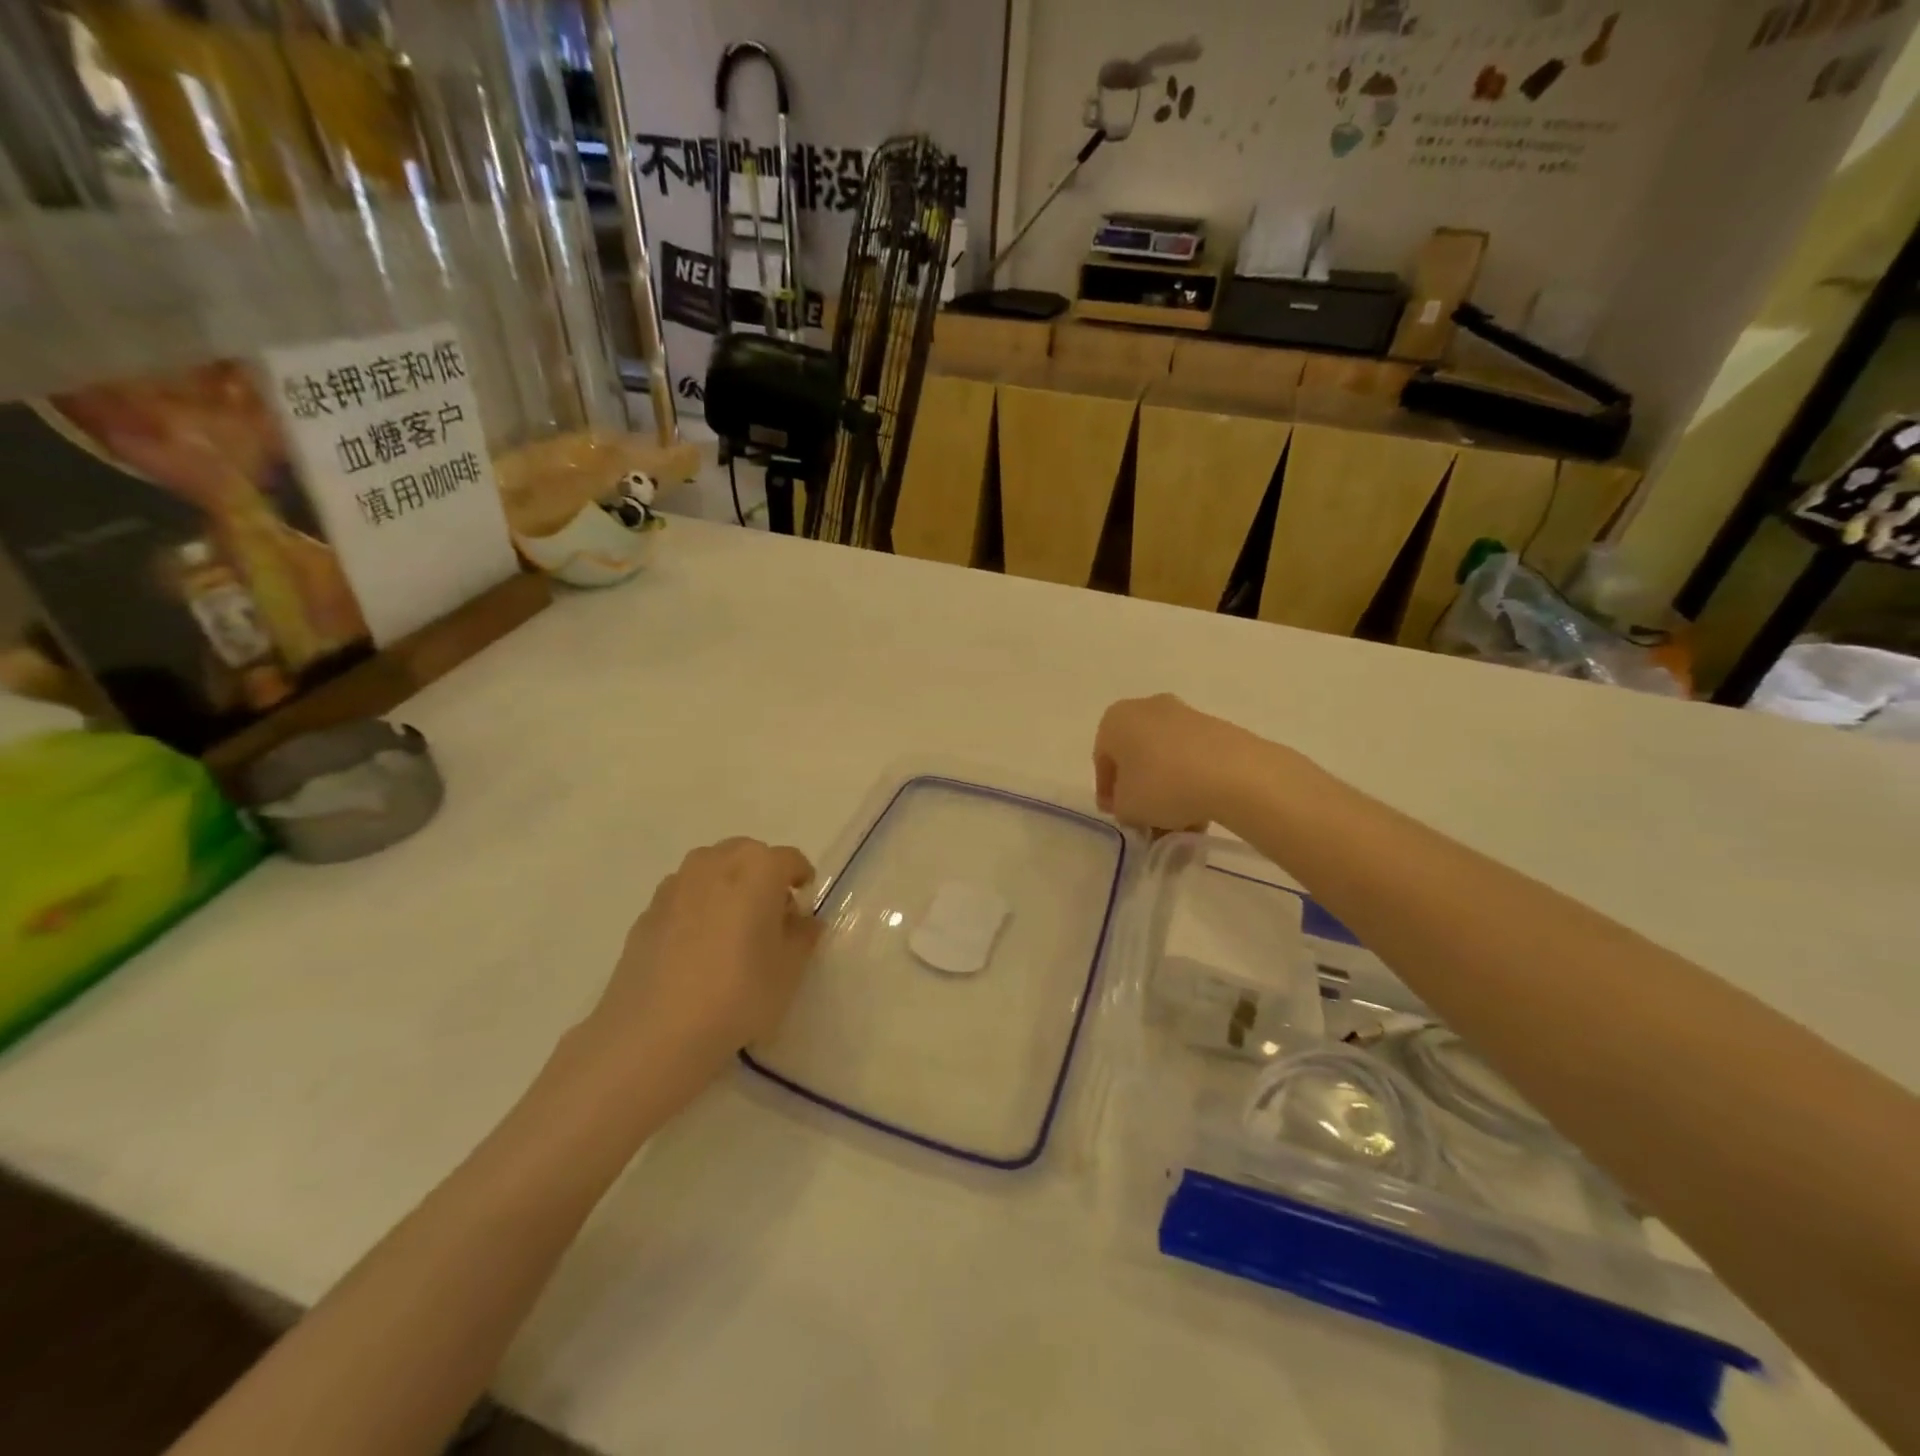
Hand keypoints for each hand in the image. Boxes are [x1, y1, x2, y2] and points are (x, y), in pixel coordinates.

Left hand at [584, 838, 822, 1106]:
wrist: (654, 1033)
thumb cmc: (738, 994)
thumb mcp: (789, 970)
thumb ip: (802, 937)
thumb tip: (802, 921)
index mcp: (757, 868)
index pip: (789, 860)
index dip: (800, 879)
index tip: (803, 905)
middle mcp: (715, 863)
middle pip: (748, 855)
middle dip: (763, 876)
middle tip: (770, 917)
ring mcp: (675, 885)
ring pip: (711, 870)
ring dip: (727, 887)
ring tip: (731, 930)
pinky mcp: (647, 911)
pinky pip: (684, 896)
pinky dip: (697, 908)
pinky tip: (697, 950)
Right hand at [1094, 694, 1266, 831]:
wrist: (1234, 773)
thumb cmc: (1162, 785)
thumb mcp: (1126, 807)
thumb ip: (1120, 806)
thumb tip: (1131, 803)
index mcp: (1116, 719)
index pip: (1102, 760)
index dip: (1108, 792)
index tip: (1118, 815)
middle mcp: (1147, 708)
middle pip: (1136, 756)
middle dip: (1141, 790)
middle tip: (1146, 819)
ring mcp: (1184, 714)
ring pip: (1166, 759)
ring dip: (1167, 790)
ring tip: (1178, 823)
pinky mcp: (1216, 727)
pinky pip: (1192, 758)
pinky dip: (1191, 782)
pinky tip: (1199, 811)